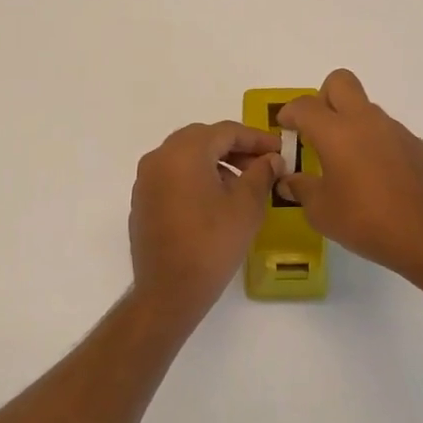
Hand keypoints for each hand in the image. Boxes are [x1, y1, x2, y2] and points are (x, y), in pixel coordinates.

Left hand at [129, 121, 283, 325]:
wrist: (168, 291)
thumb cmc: (212, 244)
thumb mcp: (246, 206)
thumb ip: (261, 174)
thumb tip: (271, 159)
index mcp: (184, 152)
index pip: (225, 131)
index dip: (256, 138)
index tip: (280, 150)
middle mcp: (159, 157)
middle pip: (203, 139)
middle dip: (235, 148)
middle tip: (262, 164)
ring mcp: (146, 179)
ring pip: (186, 156)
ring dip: (216, 162)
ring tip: (243, 184)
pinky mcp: (143, 200)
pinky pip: (173, 175)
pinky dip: (196, 177)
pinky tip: (216, 199)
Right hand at [275, 70, 422, 279]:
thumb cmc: (365, 221)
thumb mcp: (321, 211)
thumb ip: (301, 188)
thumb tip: (288, 180)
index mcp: (336, 132)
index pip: (304, 105)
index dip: (289, 113)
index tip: (285, 129)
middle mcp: (365, 121)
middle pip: (340, 82)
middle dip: (324, 98)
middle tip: (318, 130)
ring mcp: (395, 130)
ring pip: (365, 109)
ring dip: (351, 124)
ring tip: (347, 163)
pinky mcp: (416, 146)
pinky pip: (387, 133)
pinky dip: (374, 144)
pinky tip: (376, 178)